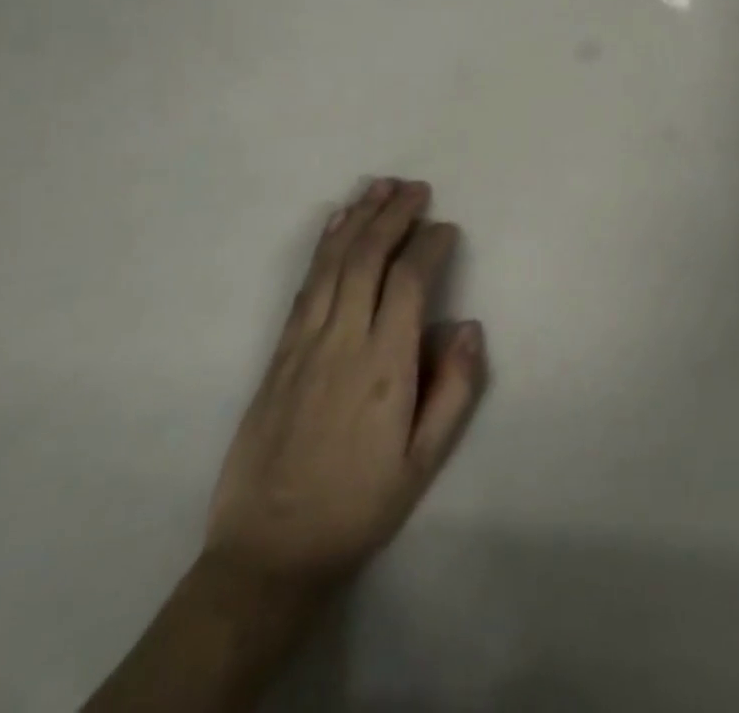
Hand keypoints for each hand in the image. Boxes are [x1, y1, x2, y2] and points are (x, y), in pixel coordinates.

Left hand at [202, 179, 485, 602]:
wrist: (268, 553)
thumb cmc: (358, 506)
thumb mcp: (423, 463)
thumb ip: (454, 391)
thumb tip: (470, 326)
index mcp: (384, 366)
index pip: (410, 282)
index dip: (430, 244)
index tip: (448, 228)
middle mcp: (342, 342)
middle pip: (368, 258)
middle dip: (394, 214)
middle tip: (417, 187)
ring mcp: (304, 344)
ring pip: (333, 263)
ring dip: (358, 218)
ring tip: (380, 185)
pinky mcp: (278, 352)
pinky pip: (305, 285)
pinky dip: (324, 246)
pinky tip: (336, 224)